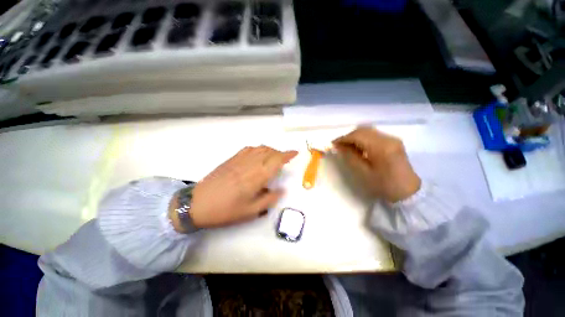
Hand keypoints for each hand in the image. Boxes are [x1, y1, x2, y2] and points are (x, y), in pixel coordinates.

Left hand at [180, 146, 297, 229]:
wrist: (198, 204)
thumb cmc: (226, 210)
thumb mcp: (251, 212)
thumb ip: (269, 199)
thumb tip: (281, 190)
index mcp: (257, 176)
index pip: (277, 160)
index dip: (287, 155)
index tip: (295, 152)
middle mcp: (250, 164)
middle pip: (270, 152)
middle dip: (281, 153)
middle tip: (285, 160)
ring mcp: (240, 159)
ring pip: (260, 148)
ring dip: (270, 150)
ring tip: (274, 157)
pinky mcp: (231, 159)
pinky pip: (249, 149)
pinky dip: (258, 149)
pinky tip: (258, 155)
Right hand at [333, 127, 420, 202]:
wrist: (409, 192)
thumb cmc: (384, 185)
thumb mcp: (364, 173)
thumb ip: (351, 157)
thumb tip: (340, 147)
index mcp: (381, 147)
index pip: (357, 135)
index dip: (343, 138)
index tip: (333, 144)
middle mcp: (388, 138)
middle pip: (363, 130)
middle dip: (348, 136)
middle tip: (339, 146)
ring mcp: (392, 139)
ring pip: (368, 131)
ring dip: (355, 137)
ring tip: (347, 147)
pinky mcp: (393, 142)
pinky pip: (374, 135)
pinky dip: (363, 138)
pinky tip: (359, 148)